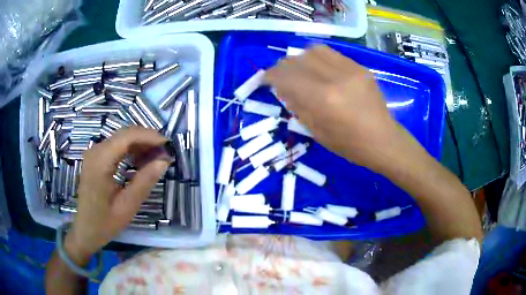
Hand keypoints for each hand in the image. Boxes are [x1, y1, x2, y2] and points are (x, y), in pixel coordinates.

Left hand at [64, 127, 169, 263]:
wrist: (85, 230)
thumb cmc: (104, 223)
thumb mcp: (127, 206)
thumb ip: (145, 182)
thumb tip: (164, 161)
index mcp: (100, 162)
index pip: (128, 136)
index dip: (150, 137)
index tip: (168, 146)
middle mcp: (95, 151)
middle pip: (124, 134)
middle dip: (147, 139)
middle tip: (165, 153)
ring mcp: (94, 153)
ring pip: (121, 138)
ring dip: (140, 144)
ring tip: (156, 157)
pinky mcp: (95, 158)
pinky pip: (115, 146)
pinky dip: (130, 150)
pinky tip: (140, 161)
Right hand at [265, 45, 405, 171]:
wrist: (384, 140)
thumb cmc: (350, 145)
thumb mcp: (317, 132)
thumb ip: (298, 106)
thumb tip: (283, 88)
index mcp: (323, 99)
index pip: (288, 77)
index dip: (271, 76)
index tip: (265, 79)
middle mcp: (336, 78)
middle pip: (299, 59)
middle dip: (283, 66)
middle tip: (280, 75)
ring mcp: (351, 69)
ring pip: (314, 50)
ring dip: (300, 58)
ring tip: (299, 69)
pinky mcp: (360, 68)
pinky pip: (332, 54)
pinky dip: (318, 58)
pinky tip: (317, 68)